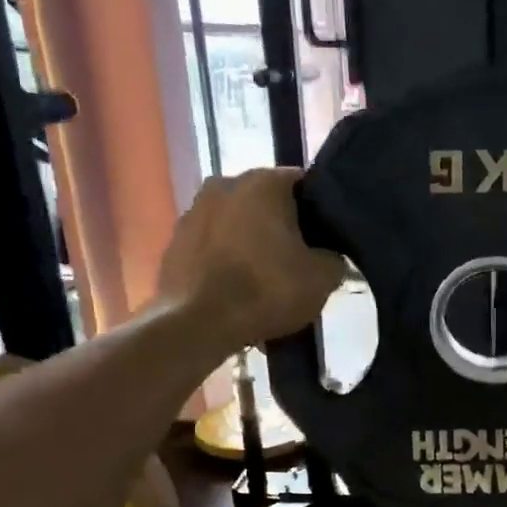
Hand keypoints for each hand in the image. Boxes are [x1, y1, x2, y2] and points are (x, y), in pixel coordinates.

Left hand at [157, 168, 342, 347]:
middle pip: (264, 203)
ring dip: (249, 243)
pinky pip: (210, 247)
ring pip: (235, 224)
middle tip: (296, 262)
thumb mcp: (322, 278)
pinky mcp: (172, 243)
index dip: (318, 211)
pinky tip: (235, 291)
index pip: (302, 184)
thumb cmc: (266, 290)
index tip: (325, 239)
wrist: (198, 324)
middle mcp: (223, 184)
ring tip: (262, 280)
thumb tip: (328, 256)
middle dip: (280, 227)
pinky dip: (223, 262)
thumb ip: (333, 258)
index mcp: (263, 182)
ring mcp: (192, 212)